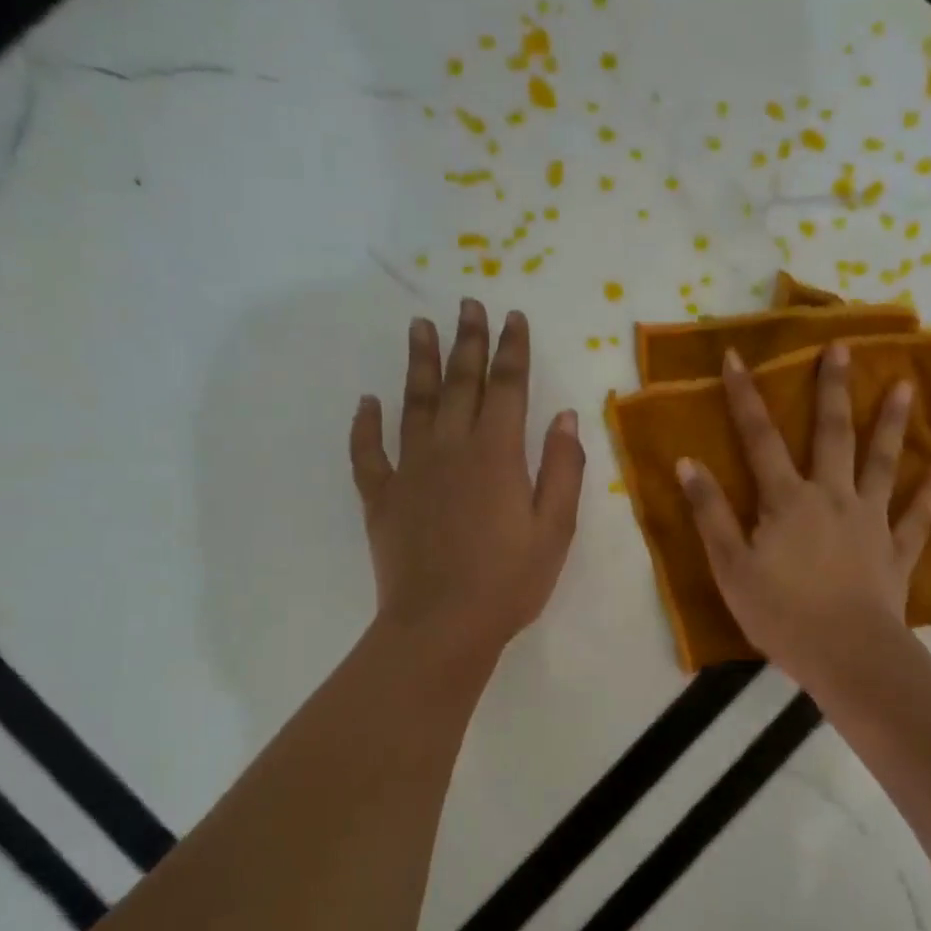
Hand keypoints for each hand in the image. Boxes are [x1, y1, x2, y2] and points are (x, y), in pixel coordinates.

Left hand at [349, 299, 584, 667]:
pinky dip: (366, 425)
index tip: (511, 316)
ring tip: (419, 326)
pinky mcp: (382, 497)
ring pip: (413, 403)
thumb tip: (565, 416)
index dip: (511, 349)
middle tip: (467, 304)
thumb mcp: (555, 528)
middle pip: (460, 382)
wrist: (442, 626)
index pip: (508, 386)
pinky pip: (369, 452)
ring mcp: (410, 470)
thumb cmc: (509, 581)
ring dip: (418, 362)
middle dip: (467, 341)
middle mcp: (451, 448)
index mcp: (497, 453)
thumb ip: (562, 468)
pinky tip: (367, 402)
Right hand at [676, 343, 930, 688]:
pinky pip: (916, 519)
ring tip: (907, 386)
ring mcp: (870, 521)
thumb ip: (710, 513)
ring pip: (883, 464)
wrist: (845, 655)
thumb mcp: (730, 566)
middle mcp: (832, 497)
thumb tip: (689, 462)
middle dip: (833, 389)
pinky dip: (930, 495)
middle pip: (832, 434)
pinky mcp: (896, 552)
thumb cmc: (780, 613)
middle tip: (844, 346)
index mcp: (787, 500)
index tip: (739, 356)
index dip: (746, 397)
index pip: (760, 439)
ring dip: (892, 424)